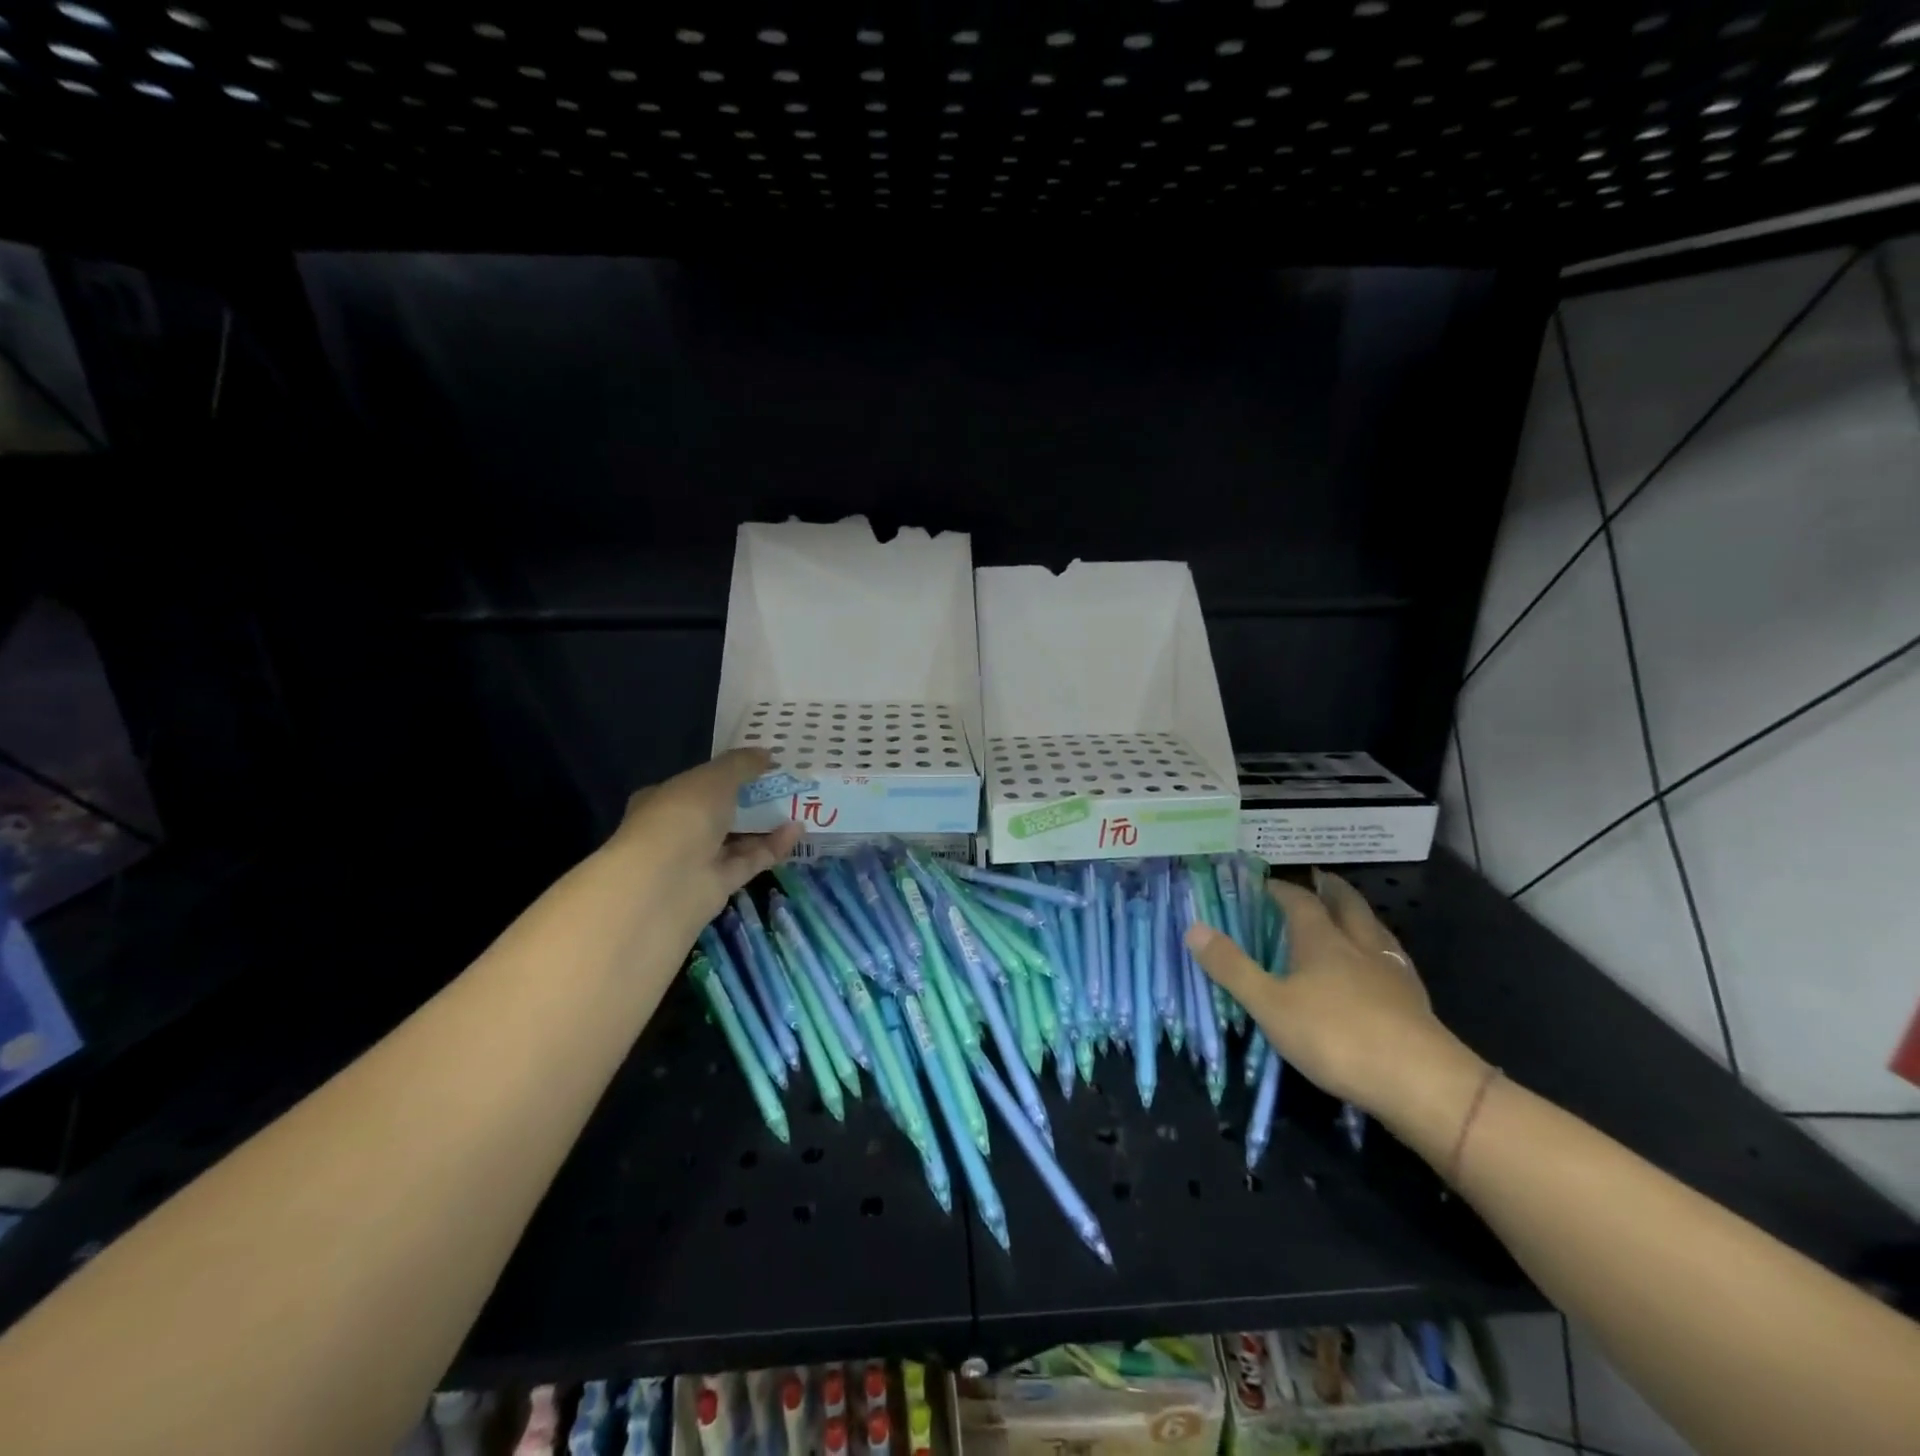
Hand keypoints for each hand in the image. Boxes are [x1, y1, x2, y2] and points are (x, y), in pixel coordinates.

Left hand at [608, 749, 801, 937]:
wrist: (665, 882)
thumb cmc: (682, 816)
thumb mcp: (715, 778)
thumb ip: (741, 764)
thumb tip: (766, 754)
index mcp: (664, 799)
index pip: (695, 784)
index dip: (725, 774)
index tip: (758, 766)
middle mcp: (678, 829)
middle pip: (720, 812)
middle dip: (750, 800)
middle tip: (785, 785)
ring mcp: (697, 859)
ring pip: (737, 838)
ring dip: (766, 823)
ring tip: (799, 806)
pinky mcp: (719, 884)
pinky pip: (749, 860)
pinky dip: (773, 846)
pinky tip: (797, 830)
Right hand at [1185, 869, 1465, 1112]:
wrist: (1420, 1082)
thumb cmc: (1336, 1036)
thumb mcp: (1270, 1005)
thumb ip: (1232, 968)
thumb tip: (1194, 927)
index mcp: (1321, 940)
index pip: (1299, 901)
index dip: (1281, 889)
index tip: (1265, 884)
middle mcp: (1358, 945)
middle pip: (1347, 904)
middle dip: (1331, 889)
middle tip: (1319, 879)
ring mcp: (1391, 972)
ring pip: (1375, 929)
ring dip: (1360, 916)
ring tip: (1350, 915)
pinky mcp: (1415, 1001)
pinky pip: (1394, 961)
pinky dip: (1381, 952)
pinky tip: (1380, 968)